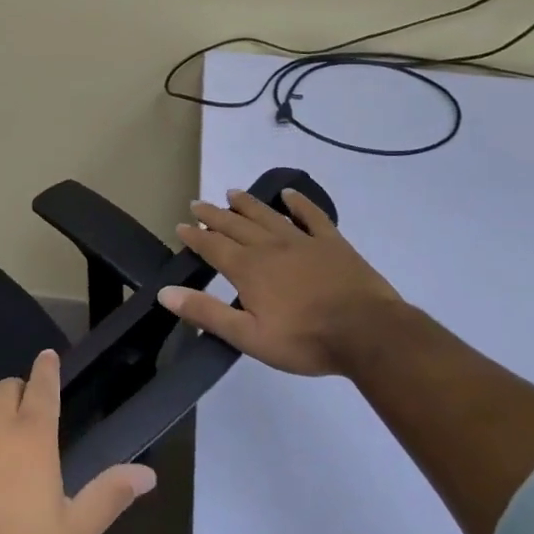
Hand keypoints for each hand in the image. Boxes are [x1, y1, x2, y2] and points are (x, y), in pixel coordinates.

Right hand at [159, 187, 404, 376]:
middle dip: (214, 215)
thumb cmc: (305, 340)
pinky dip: (299, 203)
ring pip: (268, 216)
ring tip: (232, 192)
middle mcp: (270, 247)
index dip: (195, 236)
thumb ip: (206, 312)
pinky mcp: (333, 244)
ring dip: (247, 204)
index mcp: (248, 269)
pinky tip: (290, 194)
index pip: (213, 246)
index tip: (181, 226)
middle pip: (236, 225)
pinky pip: (312, 217)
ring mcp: (303, 242)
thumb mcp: (249, 336)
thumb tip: (165, 292)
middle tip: (197, 204)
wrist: (369, 333)